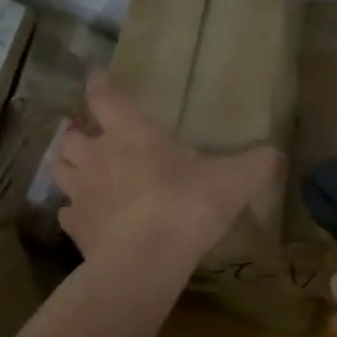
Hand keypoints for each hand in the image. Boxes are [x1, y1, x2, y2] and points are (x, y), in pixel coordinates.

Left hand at [53, 72, 282, 264]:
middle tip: (92, 137)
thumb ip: (256, 164)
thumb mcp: (234, 181)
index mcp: (131, 133)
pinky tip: (86, 217)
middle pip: (72, 135)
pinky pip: (66, 213)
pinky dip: (73, 211)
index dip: (99, 83)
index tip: (96, 75)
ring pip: (60, 169)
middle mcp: (98, 156)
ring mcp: (82, 193)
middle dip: (78, 133)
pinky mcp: (75, 229)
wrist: (145, 261)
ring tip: (83, 173)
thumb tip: (277, 155)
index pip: (104, 96)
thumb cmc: (186, 206)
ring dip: (68, 167)